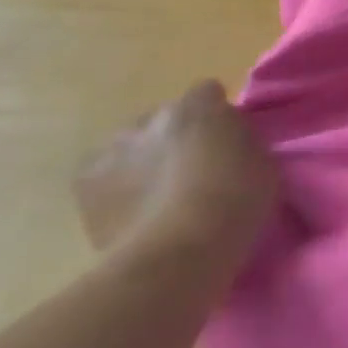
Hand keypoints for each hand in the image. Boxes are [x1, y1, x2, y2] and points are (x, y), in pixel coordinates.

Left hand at [74, 80, 277, 267]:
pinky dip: (115, 189)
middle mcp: (151, 118)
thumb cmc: (233, 203)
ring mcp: (113, 150)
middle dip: (175, 138)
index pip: (208, 92)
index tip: (225, 140)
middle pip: (165, 119)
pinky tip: (131, 212)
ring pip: (131, 147)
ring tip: (158, 197)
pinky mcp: (85, 185)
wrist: (178, 254)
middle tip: (192, 172)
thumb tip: (227, 142)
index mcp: (198, 106)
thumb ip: (241, 140)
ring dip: (143, 161)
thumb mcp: (261, 162)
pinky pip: (103, 177)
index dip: (216, 114)